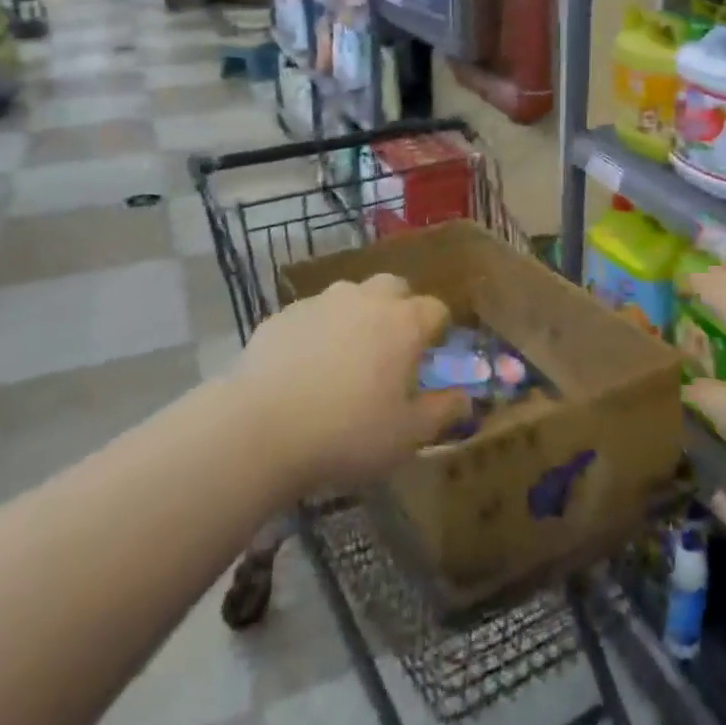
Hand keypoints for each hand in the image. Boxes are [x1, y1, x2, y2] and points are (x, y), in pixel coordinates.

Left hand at [232, 273, 468, 495]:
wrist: (259, 428)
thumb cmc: (347, 433)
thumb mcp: (407, 436)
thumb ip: (442, 412)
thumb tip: (466, 398)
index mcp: (403, 323)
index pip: (436, 309)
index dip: (438, 331)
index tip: (431, 357)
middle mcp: (366, 300)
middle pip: (394, 287)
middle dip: (399, 309)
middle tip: (391, 349)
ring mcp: (321, 302)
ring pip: (350, 297)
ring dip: (357, 316)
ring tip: (345, 358)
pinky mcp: (283, 315)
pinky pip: (312, 315)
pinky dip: (318, 331)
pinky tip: (304, 367)